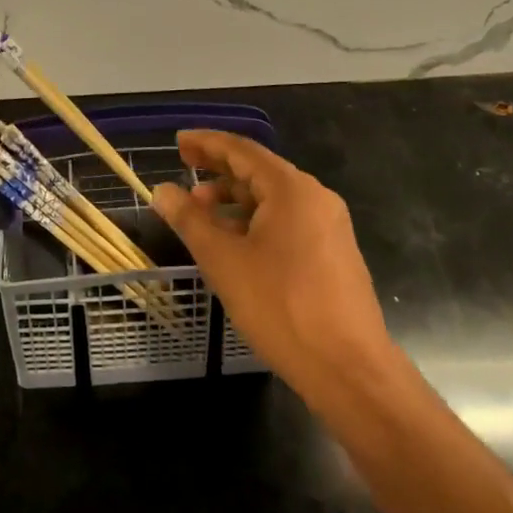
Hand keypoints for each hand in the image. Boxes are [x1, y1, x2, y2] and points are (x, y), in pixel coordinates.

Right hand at [154, 130, 399, 402]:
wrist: (350, 371)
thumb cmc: (281, 307)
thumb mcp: (224, 261)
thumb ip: (190, 220)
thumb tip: (162, 191)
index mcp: (291, 189)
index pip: (242, 150)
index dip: (207, 143)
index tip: (178, 142)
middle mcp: (315, 197)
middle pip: (259, 171)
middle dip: (219, 170)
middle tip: (184, 169)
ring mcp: (329, 226)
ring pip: (273, 199)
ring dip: (235, 200)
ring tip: (201, 215)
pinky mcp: (333, 254)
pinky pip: (287, 222)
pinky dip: (256, 222)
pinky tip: (234, 243)